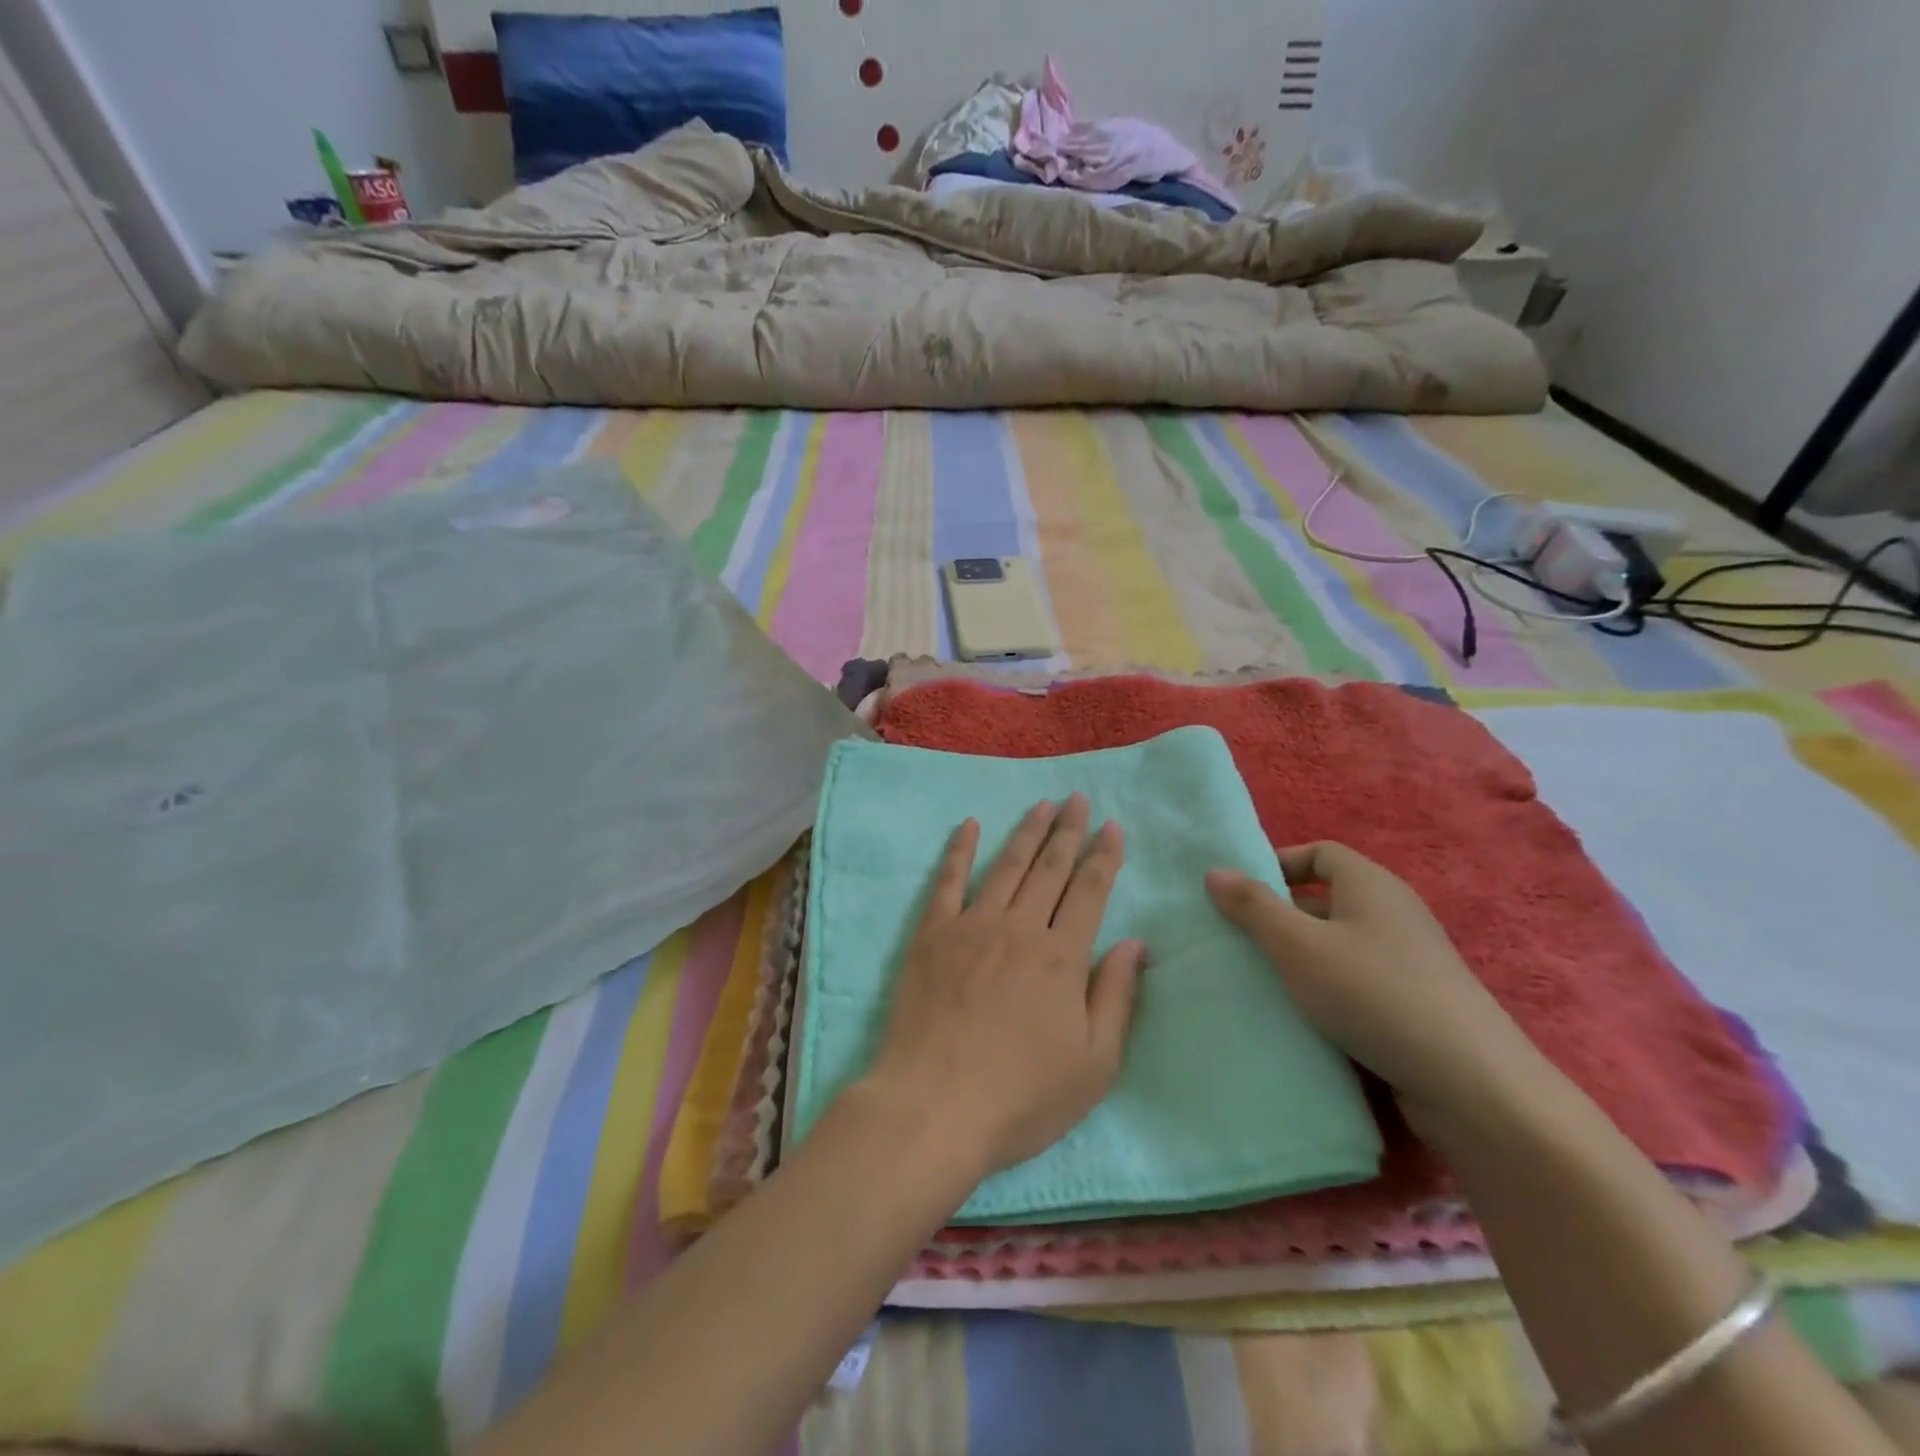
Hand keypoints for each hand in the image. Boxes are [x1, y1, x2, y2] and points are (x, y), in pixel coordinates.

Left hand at [863, 794, 1144, 1177]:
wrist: (935, 1106)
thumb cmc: (1022, 1096)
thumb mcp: (1093, 1064)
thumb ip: (1117, 997)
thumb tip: (1136, 943)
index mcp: (1062, 957)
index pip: (1090, 892)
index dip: (1104, 857)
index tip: (1112, 827)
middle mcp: (1020, 928)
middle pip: (1050, 868)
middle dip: (1068, 830)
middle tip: (1078, 799)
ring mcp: (972, 926)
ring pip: (1006, 865)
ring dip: (1027, 832)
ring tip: (1041, 804)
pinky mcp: (932, 934)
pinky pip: (948, 881)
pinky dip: (959, 849)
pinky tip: (969, 825)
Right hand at [1206, 843, 1546, 1127]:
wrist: (1472, 1084)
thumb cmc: (1373, 993)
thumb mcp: (1298, 945)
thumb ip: (1253, 907)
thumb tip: (1215, 870)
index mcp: (1370, 884)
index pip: (1319, 852)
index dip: (1278, 865)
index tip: (1241, 894)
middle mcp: (1394, 912)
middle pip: (1327, 897)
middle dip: (1282, 915)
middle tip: (1240, 940)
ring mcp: (1410, 959)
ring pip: (1341, 943)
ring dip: (1303, 956)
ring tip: (1263, 980)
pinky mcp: (1418, 1002)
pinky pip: (1359, 978)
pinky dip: (1329, 987)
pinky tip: (1306, 1016)